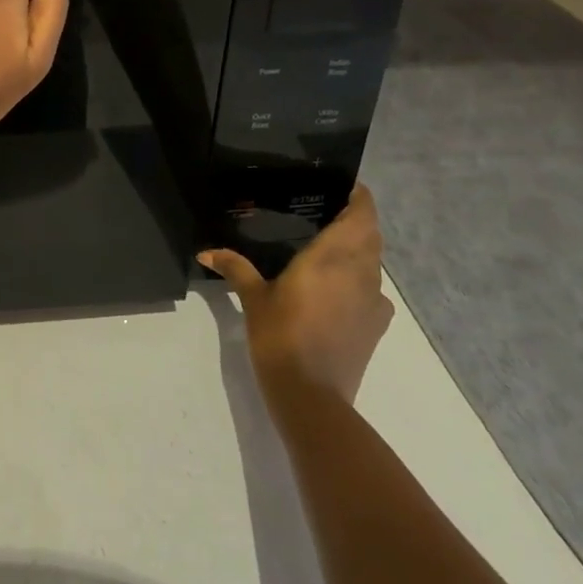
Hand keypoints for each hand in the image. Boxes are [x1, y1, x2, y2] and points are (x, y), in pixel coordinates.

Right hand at [199, 185, 393, 406]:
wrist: (312, 396)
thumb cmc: (281, 336)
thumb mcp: (254, 298)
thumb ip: (235, 268)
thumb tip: (206, 252)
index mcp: (334, 256)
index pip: (362, 213)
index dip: (357, 196)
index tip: (340, 186)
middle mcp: (361, 271)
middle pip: (371, 234)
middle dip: (355, 220)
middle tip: (325, 213)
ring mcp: (374, 300)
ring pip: (374, 262)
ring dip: (359, 250)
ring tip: (327, 248)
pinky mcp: (376, 326)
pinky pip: (373, 290)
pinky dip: (360, 280)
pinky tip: (335, 289)